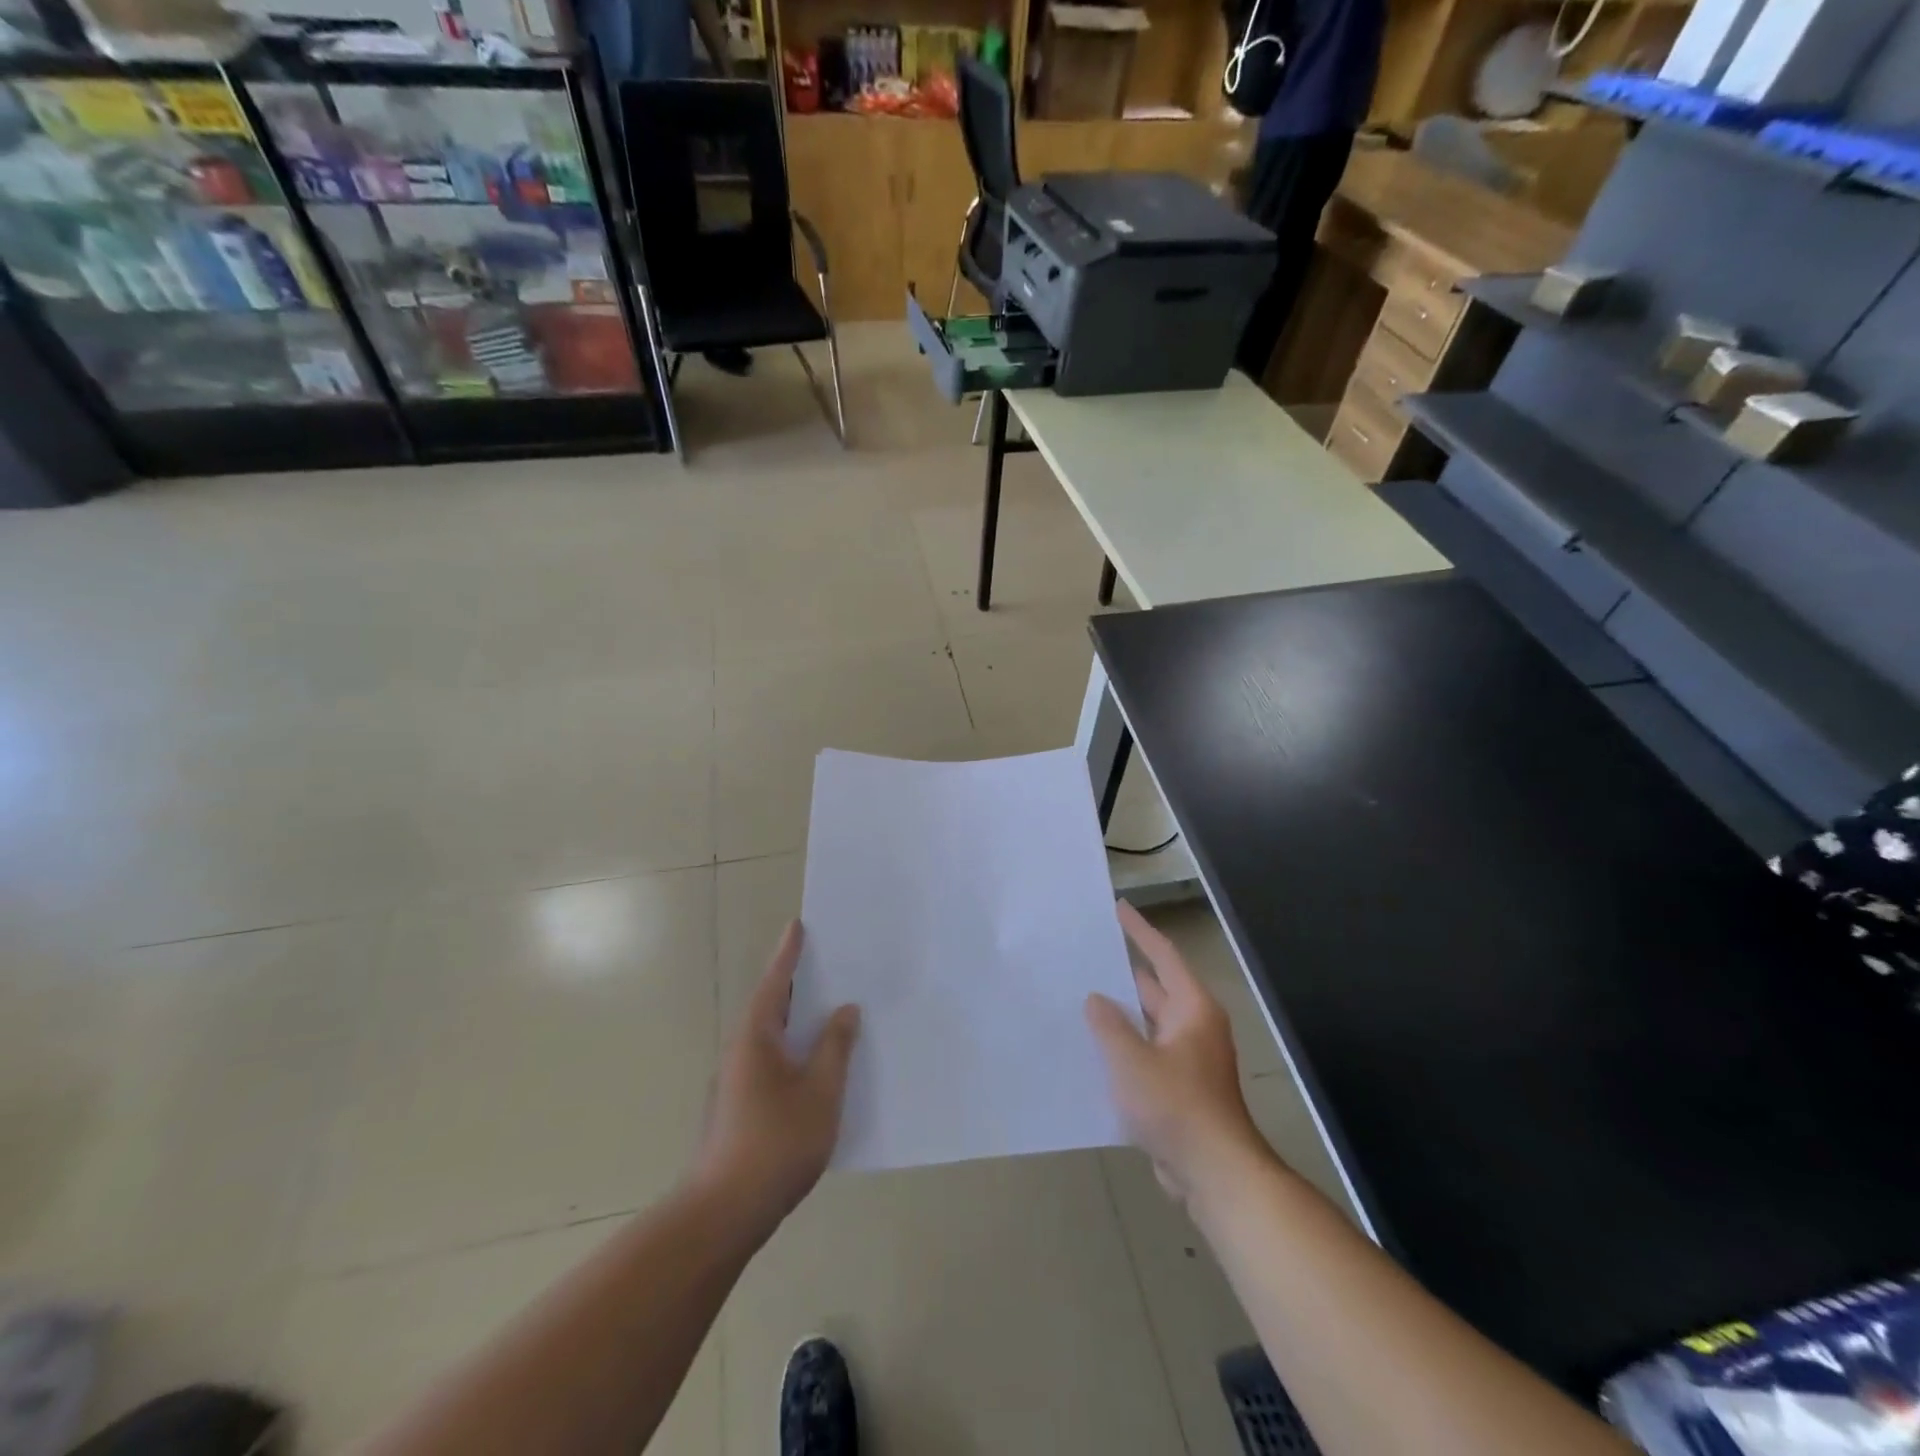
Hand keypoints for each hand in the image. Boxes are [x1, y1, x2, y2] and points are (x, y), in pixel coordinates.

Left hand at [697, 920, 859, 1230]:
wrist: (724, 1212)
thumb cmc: (776, 1143)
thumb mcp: (820, 1092)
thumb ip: (835, 1047)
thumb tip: (844, 1010)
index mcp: (756, 1038)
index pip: (776, 983)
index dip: (789, 954)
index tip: (798, 925)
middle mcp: (741, 1051)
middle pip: (771, 1006)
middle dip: (797, 984)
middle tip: (826, 962)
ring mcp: (737, 1081)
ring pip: (772, 1036)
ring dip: (797, 1019)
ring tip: (829, 1008)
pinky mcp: (740, 1106)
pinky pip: (773, 1060)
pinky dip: (794, 1047)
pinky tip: (817, 1064)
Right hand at [1086, 902, 1267, 1203]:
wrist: (1215, 1174)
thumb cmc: (1177, 1107)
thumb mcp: (1132, 1061)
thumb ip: (1109, 1025)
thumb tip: (1096, 999)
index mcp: (1192, 1009)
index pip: (1163, 956)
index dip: (1139, 930)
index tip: (1117, 907)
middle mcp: (1193, 1026)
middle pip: (1154, 987)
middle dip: (1121, 971)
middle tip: (1084, 953)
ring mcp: (1187, 1058)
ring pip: (1147, 1022)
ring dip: (1119, 1012)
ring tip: (1078, 994)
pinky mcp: (1178, 1086)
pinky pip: (1145, 1051)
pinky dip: (1123, 1044)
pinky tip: (1091, 1047)